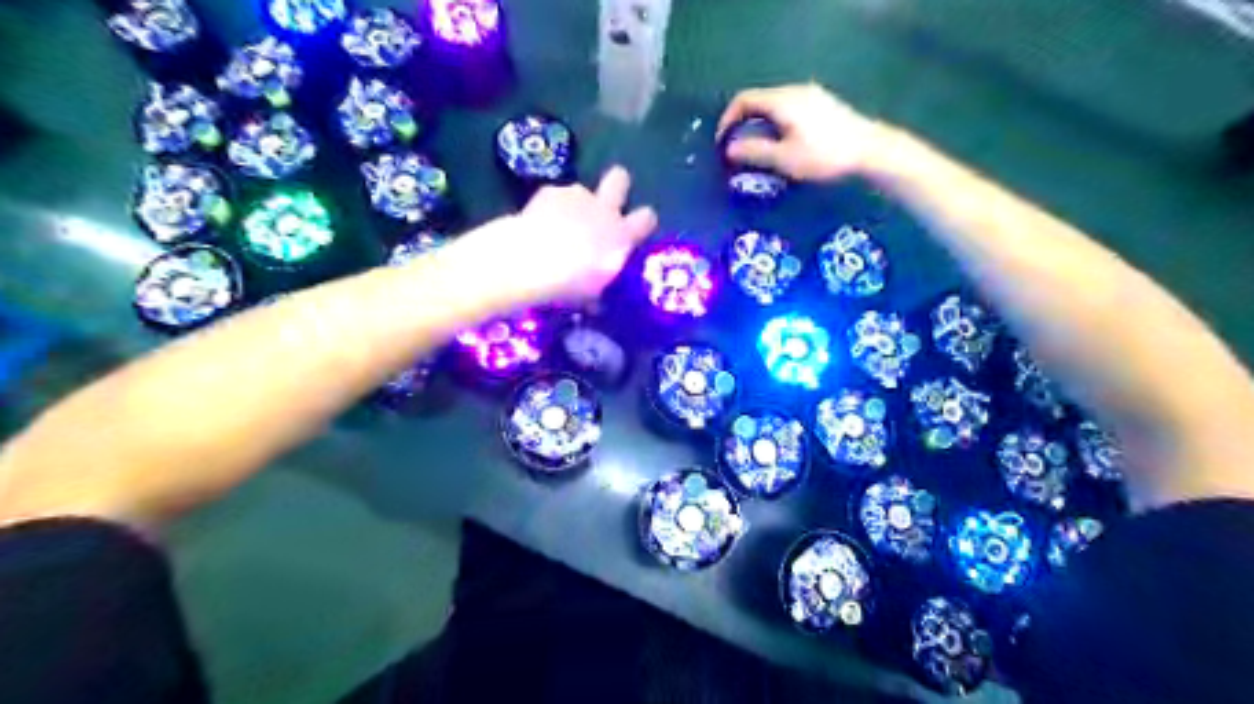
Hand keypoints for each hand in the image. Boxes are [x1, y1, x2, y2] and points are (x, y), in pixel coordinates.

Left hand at [466, 164, 658, 305]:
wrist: (534, 260)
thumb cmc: (571, 283)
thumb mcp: (593, 291)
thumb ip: (599, 283)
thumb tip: (596, 299)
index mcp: (622, 235)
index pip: (647, 218)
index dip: (643, 221)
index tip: (636, 230)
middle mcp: (604, 209)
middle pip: (620, 179)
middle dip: (616, 185)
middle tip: (606, 201)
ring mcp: (577, 196)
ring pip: (581, 191)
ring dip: (575, 204)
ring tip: (558, 225)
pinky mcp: (550, 191)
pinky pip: (554, 196)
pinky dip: (548, 208)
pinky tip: (537, 224)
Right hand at [721, 82, 885, 181]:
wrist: (869, 150)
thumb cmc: (823, 156)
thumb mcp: (784, 159)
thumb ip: (754, 152)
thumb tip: (730, 149)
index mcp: (782, 100)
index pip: (744, 99)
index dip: (727, 119)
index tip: (723, 143)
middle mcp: (794, 91)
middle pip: (759, 100)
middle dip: (744, 123)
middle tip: (738, 149)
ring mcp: (811, 95)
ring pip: (775, 105)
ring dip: (760, 125)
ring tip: (758, 150)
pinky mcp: (823, 104)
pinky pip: (789, 109)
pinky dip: (776, 124)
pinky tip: (782, 144)